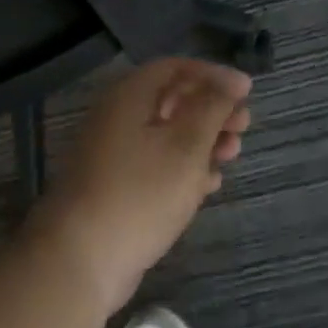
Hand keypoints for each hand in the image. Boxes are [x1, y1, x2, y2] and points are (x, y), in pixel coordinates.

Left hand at [27, 57, 252, 313]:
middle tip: (243, 126)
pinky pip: (157, 165)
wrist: (81, 260)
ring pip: (167, 135)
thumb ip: (212, 107)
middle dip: (212, 110)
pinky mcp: (118, 187)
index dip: (213, 75)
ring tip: (231, 156)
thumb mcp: (186, 145)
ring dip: (203, 141)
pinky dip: (185, 168)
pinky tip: (209, 184)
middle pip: (173, 100)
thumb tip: (233, 79)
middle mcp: (119, 118)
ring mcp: (115, 154)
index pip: (175, 67)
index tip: (246, 92)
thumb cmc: (140, 193)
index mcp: (130, 97)